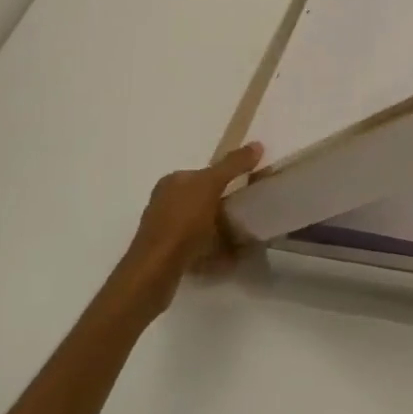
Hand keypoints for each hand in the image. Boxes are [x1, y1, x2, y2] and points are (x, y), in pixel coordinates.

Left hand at [104, 143, 262, 323]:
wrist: (156, 269)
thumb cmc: (182, 222)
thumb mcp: (210, 186)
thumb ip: (232, 165)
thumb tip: (257, 144)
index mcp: (172, 182)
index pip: (204, 174)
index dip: (227, 179)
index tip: (248, 190)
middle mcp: (164, 201)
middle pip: (203, 198)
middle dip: (224, 206)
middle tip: (247, 215)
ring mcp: (164, 228)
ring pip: (200, 223)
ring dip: (220, 229)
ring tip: (241, 239)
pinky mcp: (167, 253)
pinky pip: (196, 245)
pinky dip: (212, 248)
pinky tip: (226, 257)